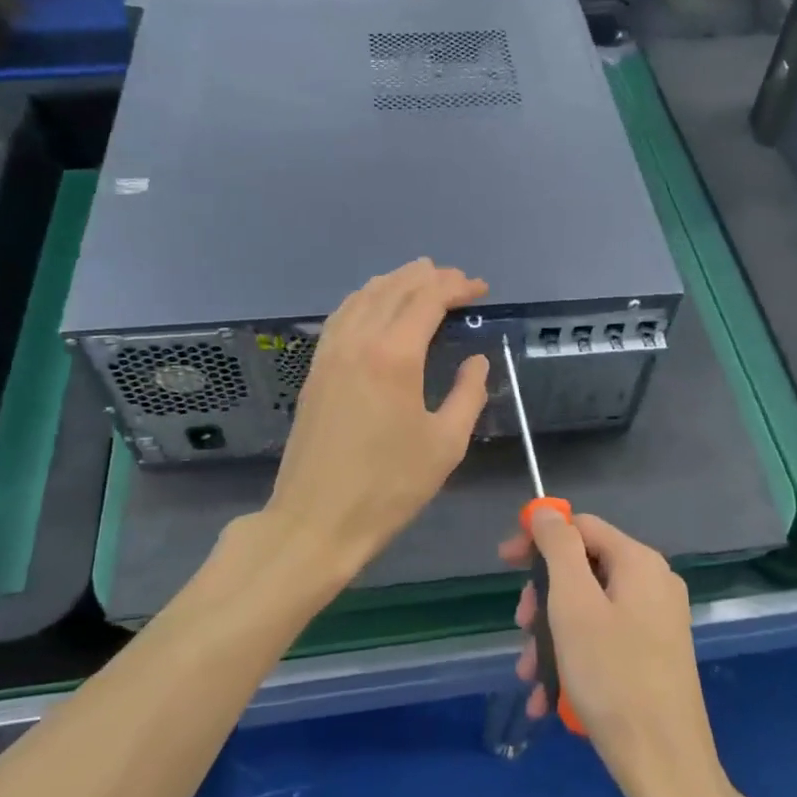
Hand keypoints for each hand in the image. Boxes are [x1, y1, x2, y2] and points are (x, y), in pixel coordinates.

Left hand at [263, 258, 489, 579]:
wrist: (317, 519)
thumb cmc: (389, 486)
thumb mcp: (445, 444)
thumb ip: (467, 394)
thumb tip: (477, 361)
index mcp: (395, 356)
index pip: (428, 299)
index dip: (457, 287)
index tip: (480, 289)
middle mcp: (359, 341)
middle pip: (395, 289)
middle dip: (429, 277)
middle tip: (456, 280)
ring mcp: (331, 352)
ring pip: (363, 296)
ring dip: (395, 281)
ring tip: (420, 278)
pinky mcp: (316, 369)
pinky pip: (342, 316)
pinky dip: (365, 299)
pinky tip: (374, 305)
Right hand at [502, 510, 729, 796]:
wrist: (666, 767)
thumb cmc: (612, 675)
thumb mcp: (573, 604)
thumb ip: (558, 548)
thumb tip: (545, 510)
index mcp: (639, 562)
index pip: (580, 526)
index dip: (538, 538)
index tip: (504, 564)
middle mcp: (653, 584)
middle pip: (583, 569)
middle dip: (543, 598)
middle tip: (520, 628)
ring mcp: (657, 622)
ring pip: (588, 610)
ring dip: (551, 636)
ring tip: (529, 674)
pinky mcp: (654, 657)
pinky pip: (604, 640)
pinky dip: (573, 658)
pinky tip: (548, 696)